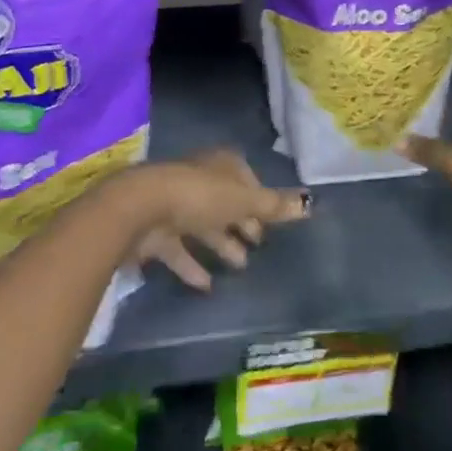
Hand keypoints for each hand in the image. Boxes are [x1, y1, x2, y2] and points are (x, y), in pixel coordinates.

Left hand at [116, 152, 308, 291]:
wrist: (140, 209)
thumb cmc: (200, 196)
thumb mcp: (244, 201)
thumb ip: (274, 206)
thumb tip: (310, 203)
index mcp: (220, 165)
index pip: (246, 178)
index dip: (259, 198)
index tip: (271, 221)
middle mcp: (199, 179)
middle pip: (226, 201)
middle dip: (242, 222)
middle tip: (259, 245)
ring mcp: (175, 205)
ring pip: (204, 225)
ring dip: (221, 244)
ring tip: (241, 266)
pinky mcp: (156, 231)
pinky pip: (180, 249)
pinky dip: (193, 265)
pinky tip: (207, 286)